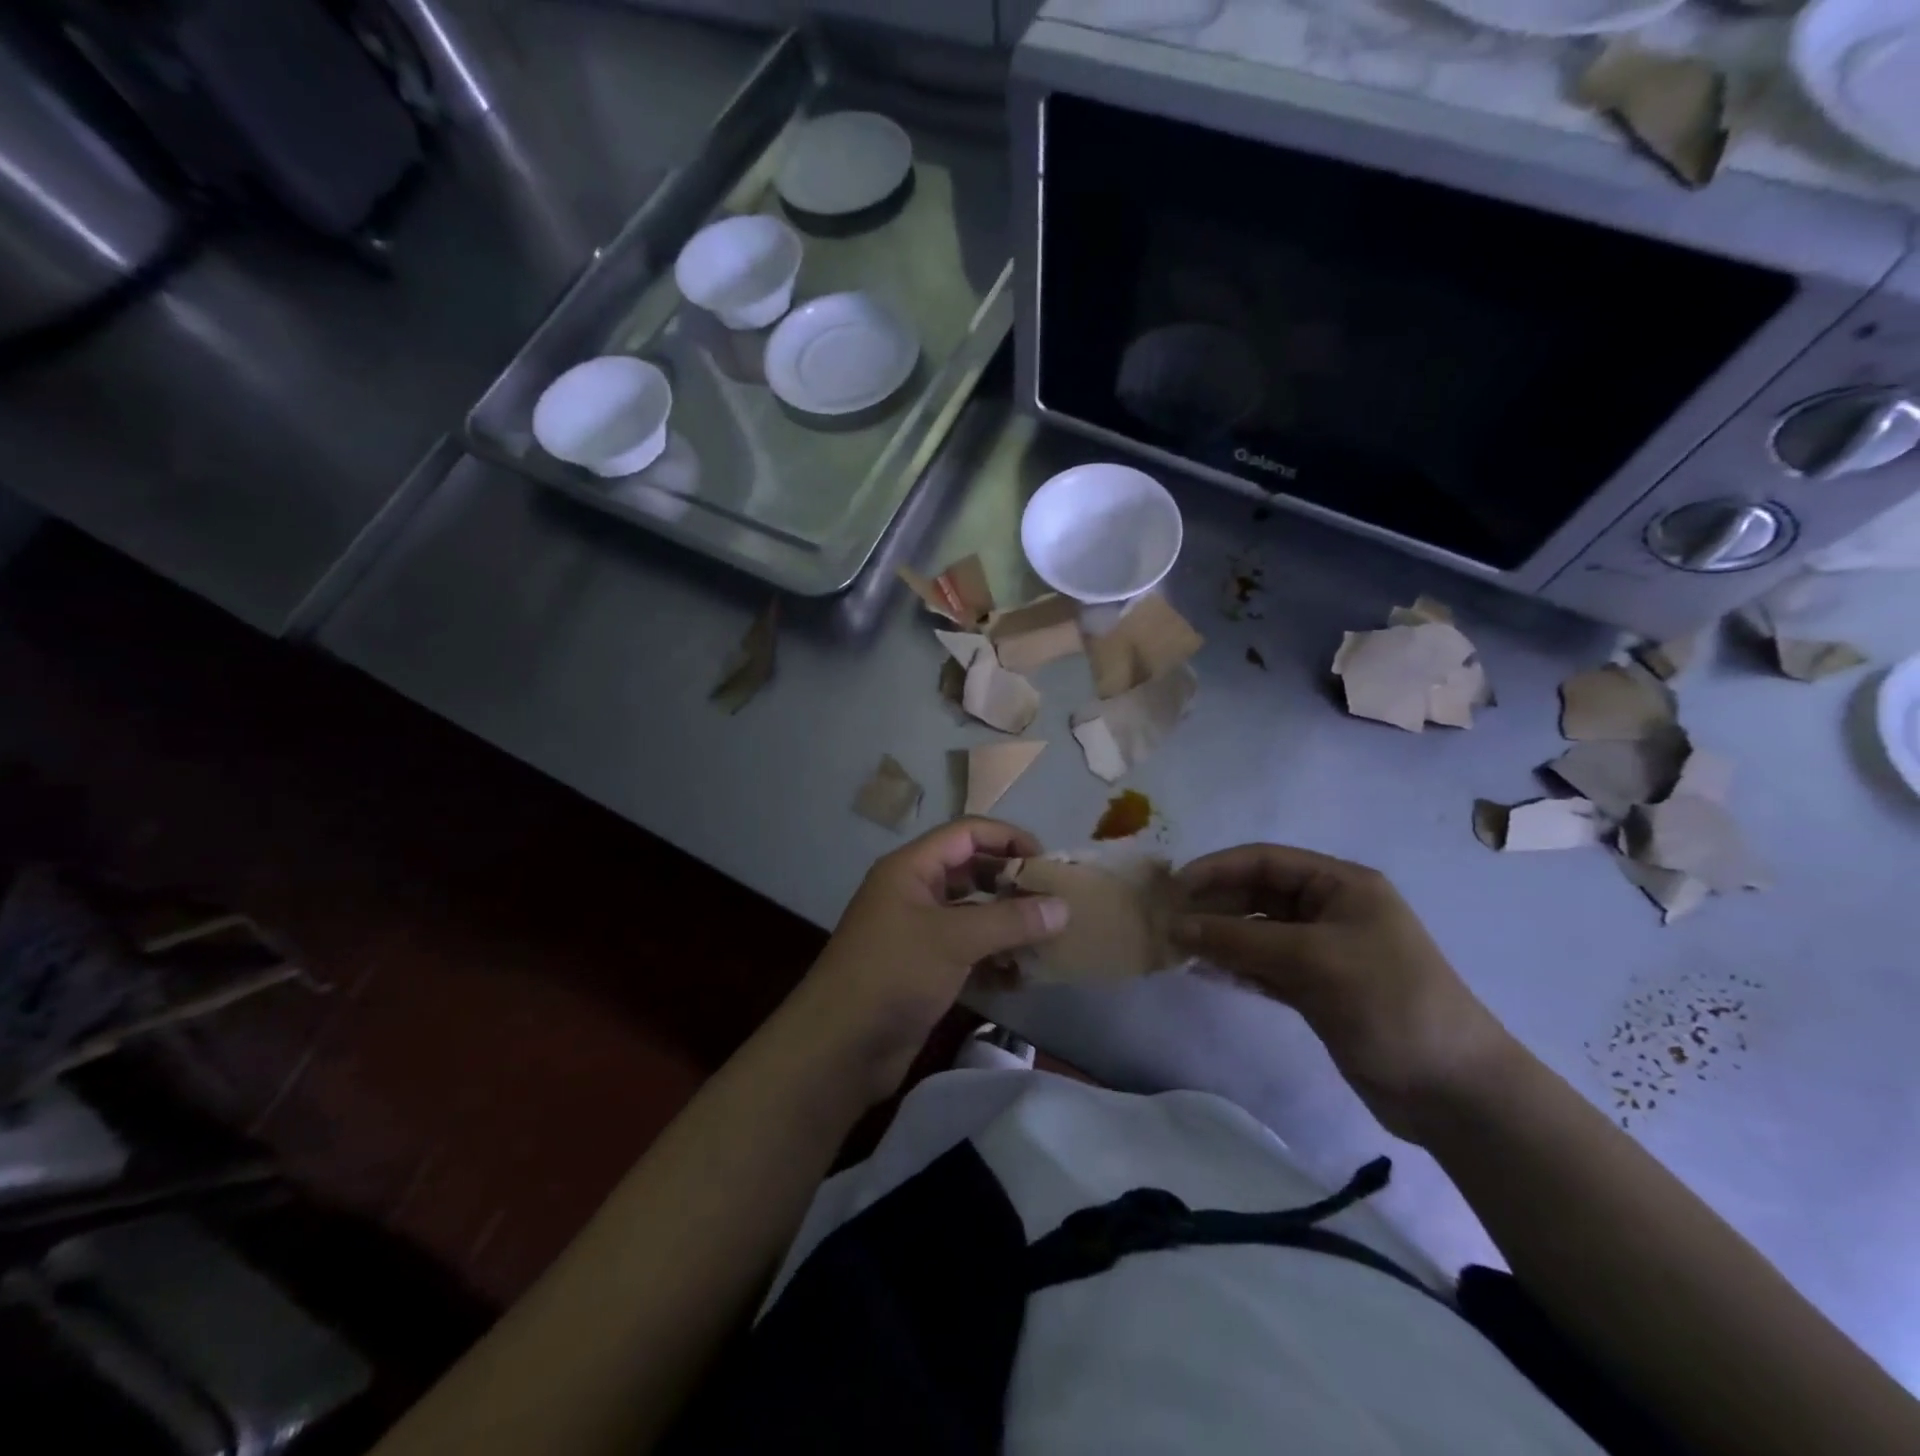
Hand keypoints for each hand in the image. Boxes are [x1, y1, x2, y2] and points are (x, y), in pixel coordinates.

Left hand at [788, 818, 1068, 1104]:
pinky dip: (995, 958)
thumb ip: (1009, 920)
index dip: (1008, 838)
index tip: (1048, 862)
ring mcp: (919, 933)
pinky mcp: (925, 970)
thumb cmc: (893, 974)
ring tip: (1050, 939)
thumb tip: (1063, 907)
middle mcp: (914, 893)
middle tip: (1055, 902)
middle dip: (1012, 884)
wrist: (839, 1048)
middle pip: (972, 872)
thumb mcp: (953, 940)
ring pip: (973, 915)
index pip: (967, 834)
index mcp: (911, 868)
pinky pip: (968, 952)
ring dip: (1008, 925)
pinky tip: (1024, 975)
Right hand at [1171, 844, 1518, 1143]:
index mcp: (1341, 885)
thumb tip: (1175, 925)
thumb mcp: (1314, 960)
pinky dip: (1235, 967)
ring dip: (1219, 937)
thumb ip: (1241, 940)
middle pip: (1257, 895)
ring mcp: (1323, 952)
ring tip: (1177, 947)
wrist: (1452, 1091)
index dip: (1217, 869)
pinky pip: (1264, 966)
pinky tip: (1204, 972)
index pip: (1265, 861)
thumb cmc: (1390, 1003)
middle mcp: (1329, 910)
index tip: (1173, 887)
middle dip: (1214, 905)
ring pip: (1256, 932)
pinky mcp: (1316, 989)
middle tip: (1167, 922)